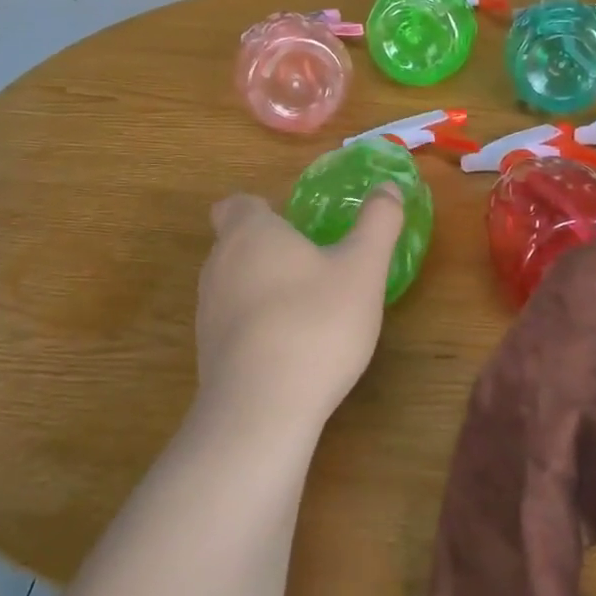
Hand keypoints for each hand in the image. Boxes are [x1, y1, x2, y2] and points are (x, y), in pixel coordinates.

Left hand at [193, 186, 404, 440]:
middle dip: (268, 249)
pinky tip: (289, 350)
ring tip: (306, 310)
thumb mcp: (363, 269)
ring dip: (262, 289)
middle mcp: (219, 263)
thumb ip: (378, 223)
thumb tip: (389, 186)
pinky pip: (232, 324)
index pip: (237, 204)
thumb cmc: (316, 322)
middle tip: (313, 266)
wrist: (262, 409)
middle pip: (235, 243)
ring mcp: (207, 311)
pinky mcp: (207, 352)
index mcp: (250, 232)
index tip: (293, 225)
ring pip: (232, 284)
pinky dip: (255, 326)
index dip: (261, 209)